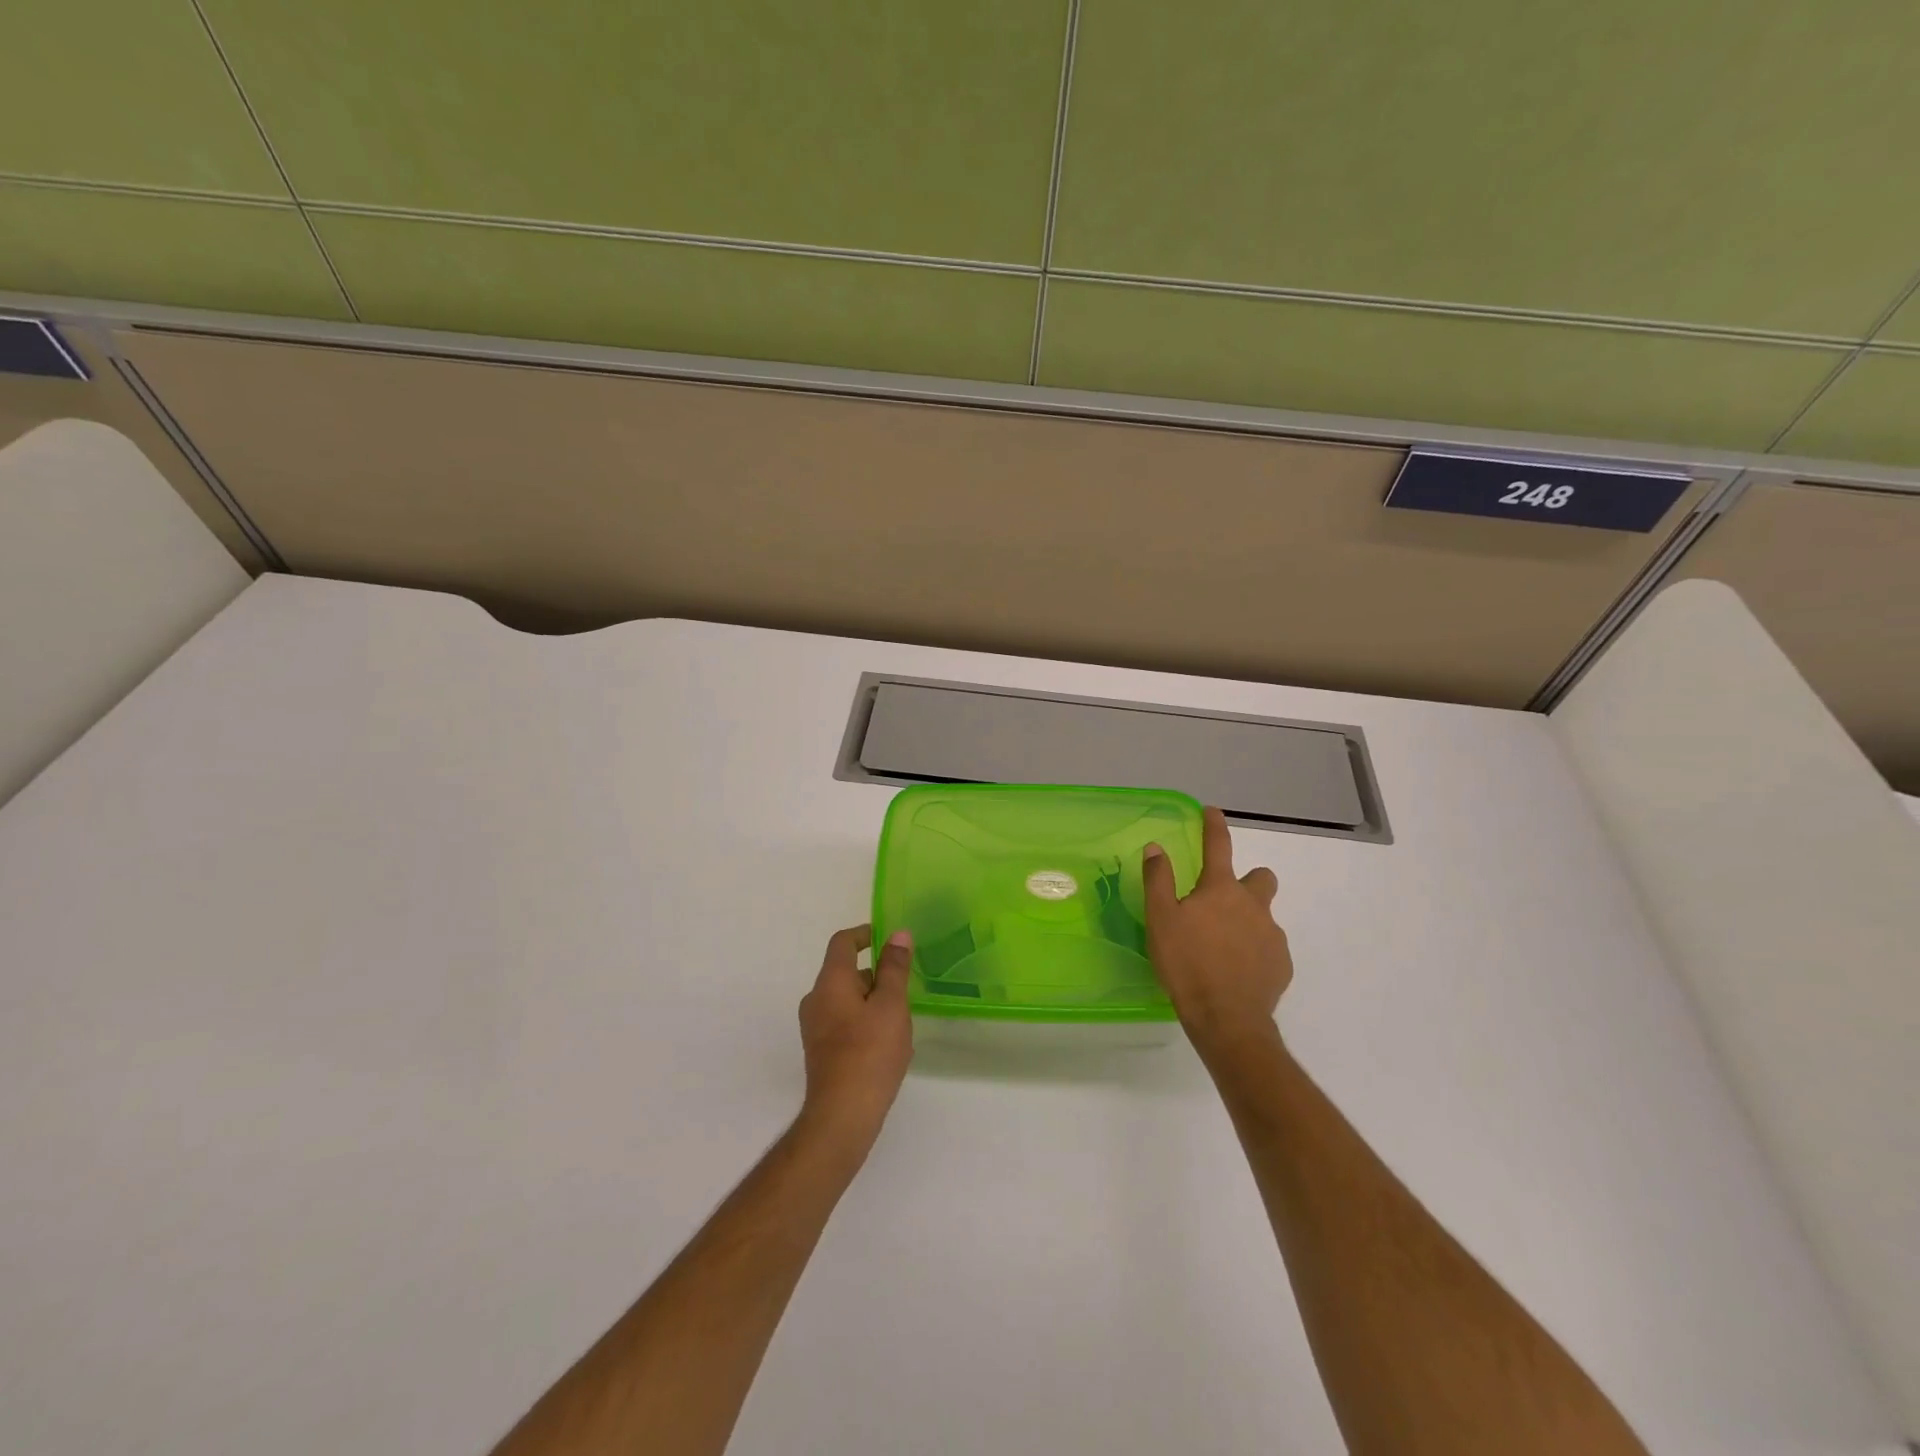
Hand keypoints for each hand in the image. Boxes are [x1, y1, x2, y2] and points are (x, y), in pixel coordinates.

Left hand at [797, 925, 913, 1153]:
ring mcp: (815, 1028)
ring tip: (903, 1017)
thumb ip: (895, 968)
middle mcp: (816, 1000)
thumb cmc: (870, 1053)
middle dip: (876, 973)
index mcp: (830, 982)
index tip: (890, 939)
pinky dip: (866, 1020)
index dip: (866, 934)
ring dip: (874, 999)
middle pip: (845, 971)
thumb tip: (898, 934)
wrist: (842, 1116)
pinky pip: (844, 1021)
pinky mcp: (821, 1051)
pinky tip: (890, 1042)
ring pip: (847, 999)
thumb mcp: (891, 1005)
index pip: (843, 942)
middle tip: (906, 984)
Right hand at [1144, 807, 1291, 1057]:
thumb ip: (1158, 880)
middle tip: (1223, 900)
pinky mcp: (1282, 964)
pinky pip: (1269, 947)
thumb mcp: (1160, 919)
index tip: (1212, 811)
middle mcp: (1252, 905)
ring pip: (1264, 915)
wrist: (1227, 1018)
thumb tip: (1155, 847)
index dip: (1214, 825)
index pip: (1218, 846)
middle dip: (1248, 881)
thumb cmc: (1187, 963)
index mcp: (1221, 890)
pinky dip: (1255, 951)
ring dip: (1247, 920)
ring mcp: (1271, 935)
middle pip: (1261, 878)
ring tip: (1222, 945)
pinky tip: (1236, 969)